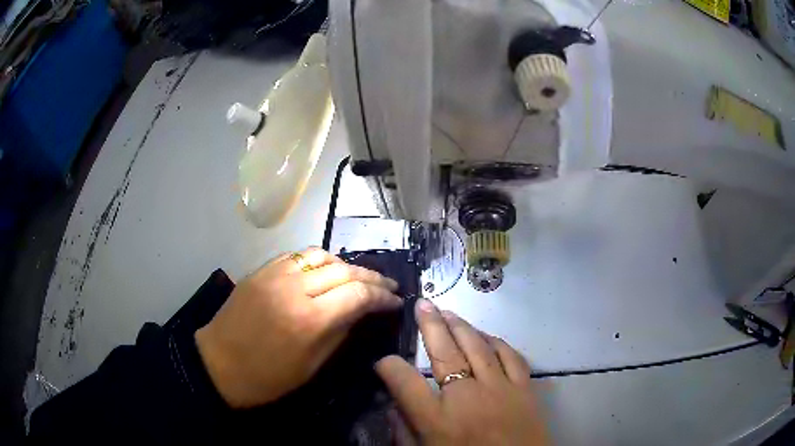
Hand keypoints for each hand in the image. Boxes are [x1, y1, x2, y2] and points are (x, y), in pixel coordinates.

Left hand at [195, 247, 401, 407]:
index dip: (382, 296)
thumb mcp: (311, 366)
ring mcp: (274, 274)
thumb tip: (361, 312)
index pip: (357, 294)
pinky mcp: (261, 270)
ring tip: (357, 277)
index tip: (395, 301)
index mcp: (309, 319)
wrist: (218, 364)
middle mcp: (294, 288)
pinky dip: (317, 260)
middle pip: (344, 270)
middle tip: (388, 286)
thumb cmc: (267, 377)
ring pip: (321, 255)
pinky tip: (324, 271)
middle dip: (372, 277)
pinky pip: (296, 255)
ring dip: (345, 264)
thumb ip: (339, 333)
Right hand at [376, 299, 547, 444]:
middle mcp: (467, 397)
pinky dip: (496, 342)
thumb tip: (392, 407)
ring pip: (478, 346)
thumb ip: (404, 433)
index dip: (389, 366)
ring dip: (461, 326)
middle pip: (445, 351)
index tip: (383, 361)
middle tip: (421, 304)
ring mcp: (500, 388)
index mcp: (438, 419)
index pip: (404, 381)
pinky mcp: (524, 388)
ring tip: (448, 312)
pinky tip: (486, 335)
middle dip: (429, 325)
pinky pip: (510, 355)